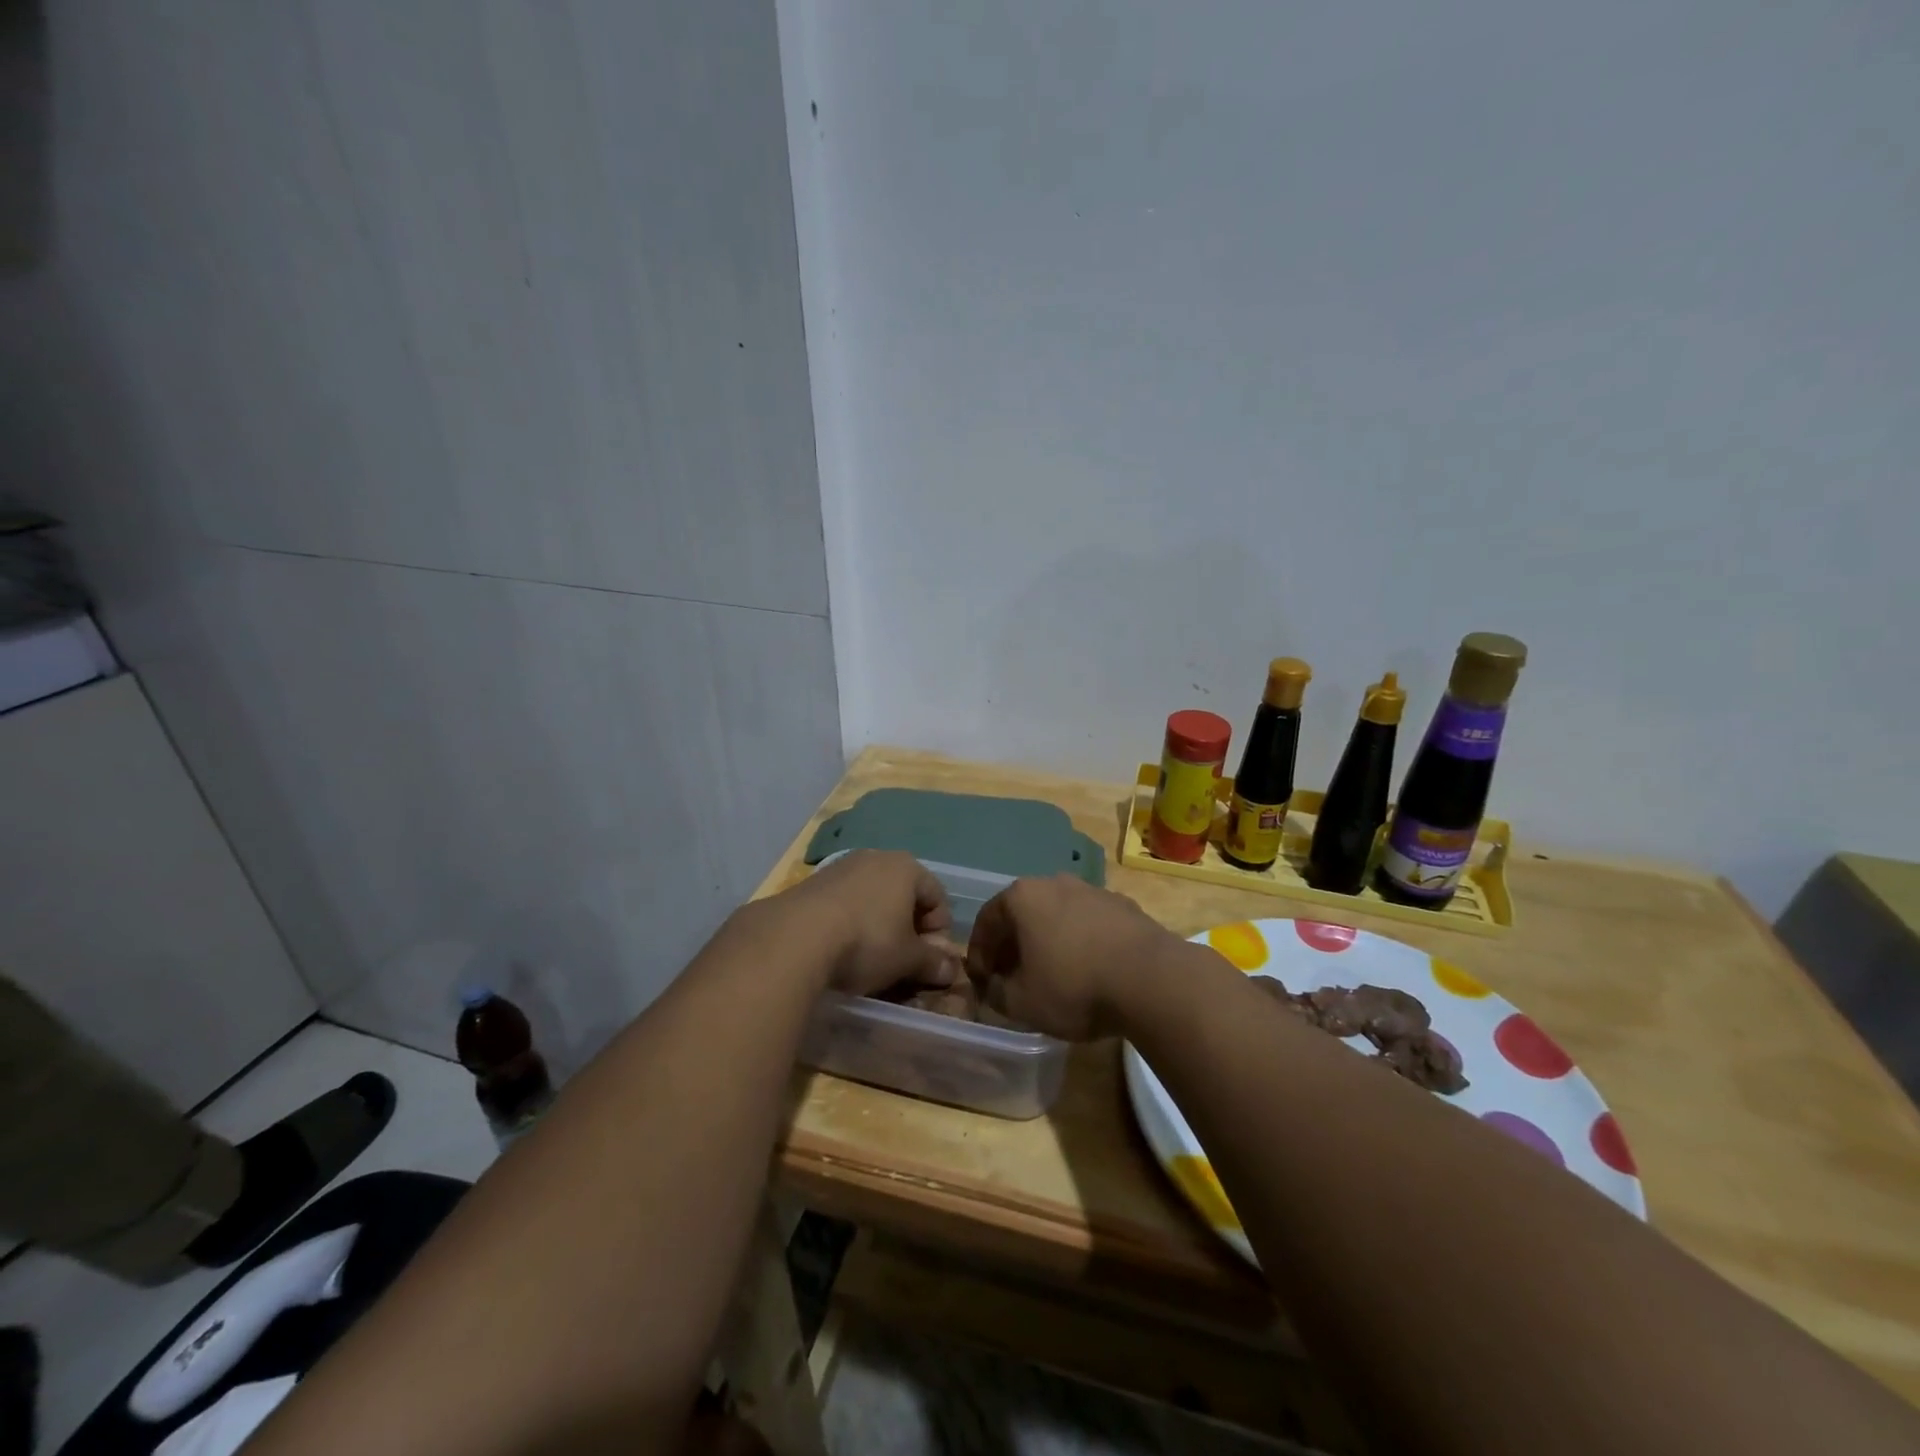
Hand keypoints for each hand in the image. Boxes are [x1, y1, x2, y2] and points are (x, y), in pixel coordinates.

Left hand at [788, 850, 962, 997]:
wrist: (795, 937)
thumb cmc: (866, 942)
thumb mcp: (907, 959)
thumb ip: (932, 962)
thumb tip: (952, 970)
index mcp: (906, 868)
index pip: (937, 896)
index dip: (939, 930)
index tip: (930, 959)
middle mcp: (875, 857)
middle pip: (904, 894)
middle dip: (908, 926)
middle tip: (903, 960)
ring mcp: (840, 867)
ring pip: (872, 897)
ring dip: (878, 924)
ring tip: (870, 957)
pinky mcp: (812, 882)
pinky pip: (844, 902)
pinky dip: (850, 922)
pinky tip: (840, 948)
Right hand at [967, 876, 1182, 1039]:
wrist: (1152, 979)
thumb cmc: (1074, 986)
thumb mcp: (1021, 1003)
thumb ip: (996, 993)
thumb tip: (992, 987)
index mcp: (1022, 897)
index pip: (986, 920)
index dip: (979, 953)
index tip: (981, 980)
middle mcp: (1055, 883)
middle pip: (1023, 913)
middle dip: (1013, 944)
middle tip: (1012, 976)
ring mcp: (1093, 891)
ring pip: (1057, 916)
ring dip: (1048, 941)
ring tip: (1052, 975)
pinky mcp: (1124, 906)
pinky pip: (1089, 923)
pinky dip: (1080, 942)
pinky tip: (1088, 971)